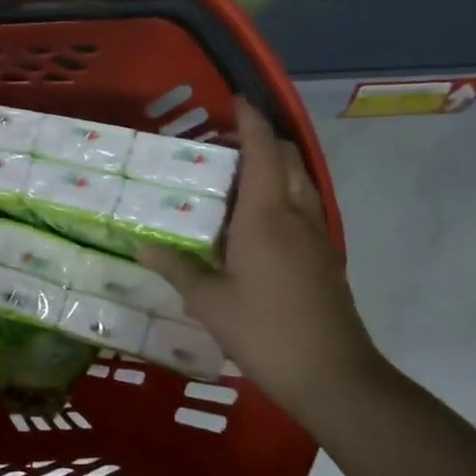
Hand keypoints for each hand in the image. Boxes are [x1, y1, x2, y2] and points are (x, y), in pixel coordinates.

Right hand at [139, 99, 383, 410]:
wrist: (332, 374)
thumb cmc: (264, 331)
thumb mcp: (208, 301)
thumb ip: (176, 268)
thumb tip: (144, 245)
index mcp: (265, 218)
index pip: (261, 153)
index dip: (249, 122)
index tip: (235, 100)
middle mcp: (296, 216)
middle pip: (286, 160)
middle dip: (262, 140)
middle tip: (223, 143)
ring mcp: (316, 237)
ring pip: (299, 183)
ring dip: (274, 167)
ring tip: (236, 176)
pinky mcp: (324, 258)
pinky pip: (303, 207)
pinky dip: (282, 195)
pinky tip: (256, 221)